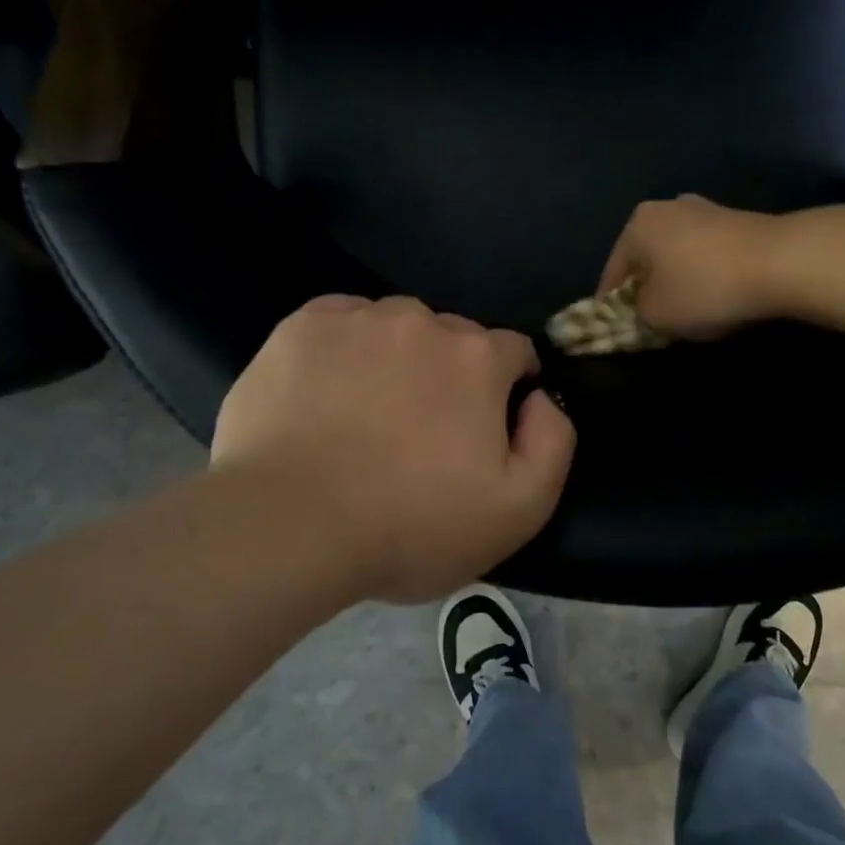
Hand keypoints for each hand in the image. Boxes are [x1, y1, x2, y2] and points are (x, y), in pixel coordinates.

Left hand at [210, 295, 575, 601]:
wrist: (290, 526)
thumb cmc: (410, 526)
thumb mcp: (519, 509)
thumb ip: (554, 440)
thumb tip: (539, 397)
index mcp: (477, 358)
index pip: (513, 352)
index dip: (507, 387)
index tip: (484, 428)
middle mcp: (422, 322)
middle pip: (453, 337)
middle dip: (450, 373)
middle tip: (420, 432)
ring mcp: (358, 319)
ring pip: (394, 327)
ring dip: (395, 357)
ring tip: (366, 413)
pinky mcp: (301, 327)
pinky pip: (339, 323)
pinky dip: (343, 348)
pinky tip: (326, 392)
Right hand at [599, 194, 780, 339]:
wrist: (781, 262)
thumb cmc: (704, 287)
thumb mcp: (655, 315)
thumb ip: (635, 313)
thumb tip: (641, 308)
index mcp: (637, 225)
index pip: (612, 273)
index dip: (610, 307)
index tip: (614, 331)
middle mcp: (666, 208)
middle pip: (645, 260)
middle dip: (645, 290)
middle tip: (649, 322)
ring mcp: (704, 210)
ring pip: (676, 256)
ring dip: (675, 281)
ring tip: (684, 313)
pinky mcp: (736, 220)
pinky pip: (705, 255)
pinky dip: (703, 275)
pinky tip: (715, 296)